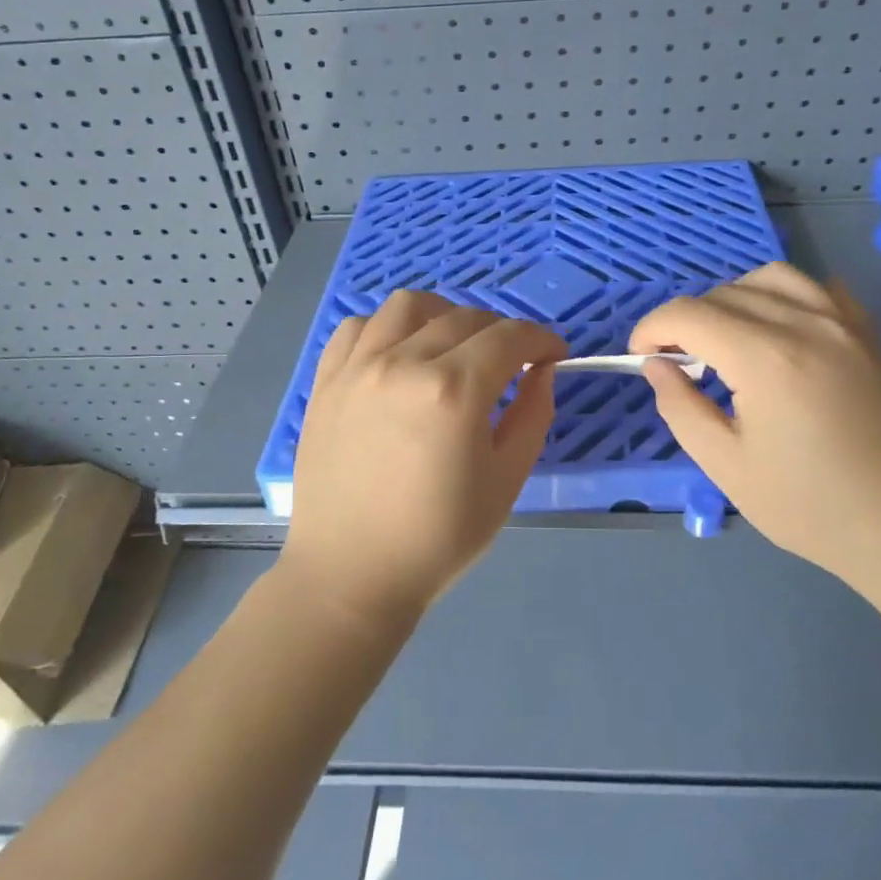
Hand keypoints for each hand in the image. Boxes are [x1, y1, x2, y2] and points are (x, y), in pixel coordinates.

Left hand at [282, 291, 567, 627]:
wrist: (351, 574)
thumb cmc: (437, 537)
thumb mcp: (506, 481)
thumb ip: (533, 414)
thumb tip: (541, 370)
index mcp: (454, 391)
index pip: (509, 337)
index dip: (541, 340)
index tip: (553, 354)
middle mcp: (404, 362)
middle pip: (465, 317)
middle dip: (501, 333)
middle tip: (510, 363)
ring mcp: (358, 367)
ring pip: (409, 305)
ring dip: (443, 315)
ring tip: (452, 345)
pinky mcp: (327, 380)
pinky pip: (359, 326)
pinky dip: (388, 328)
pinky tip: (399, 354)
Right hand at [629, 262, 880, 575]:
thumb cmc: (813, 509)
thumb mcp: (728, 467)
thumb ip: (681, 408)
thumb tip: (656, 365)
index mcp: (766, 359)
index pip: (689, 314)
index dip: (652, 328)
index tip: (641, 356)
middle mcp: (806, 324)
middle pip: (724, 293)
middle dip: (687, 320)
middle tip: (679, 363)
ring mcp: (845, 323)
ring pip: (771, 277)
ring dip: (733, 298)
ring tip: (726, 339)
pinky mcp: (870, 334)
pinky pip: (818, 288)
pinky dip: (784, 296)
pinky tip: (780, 331)